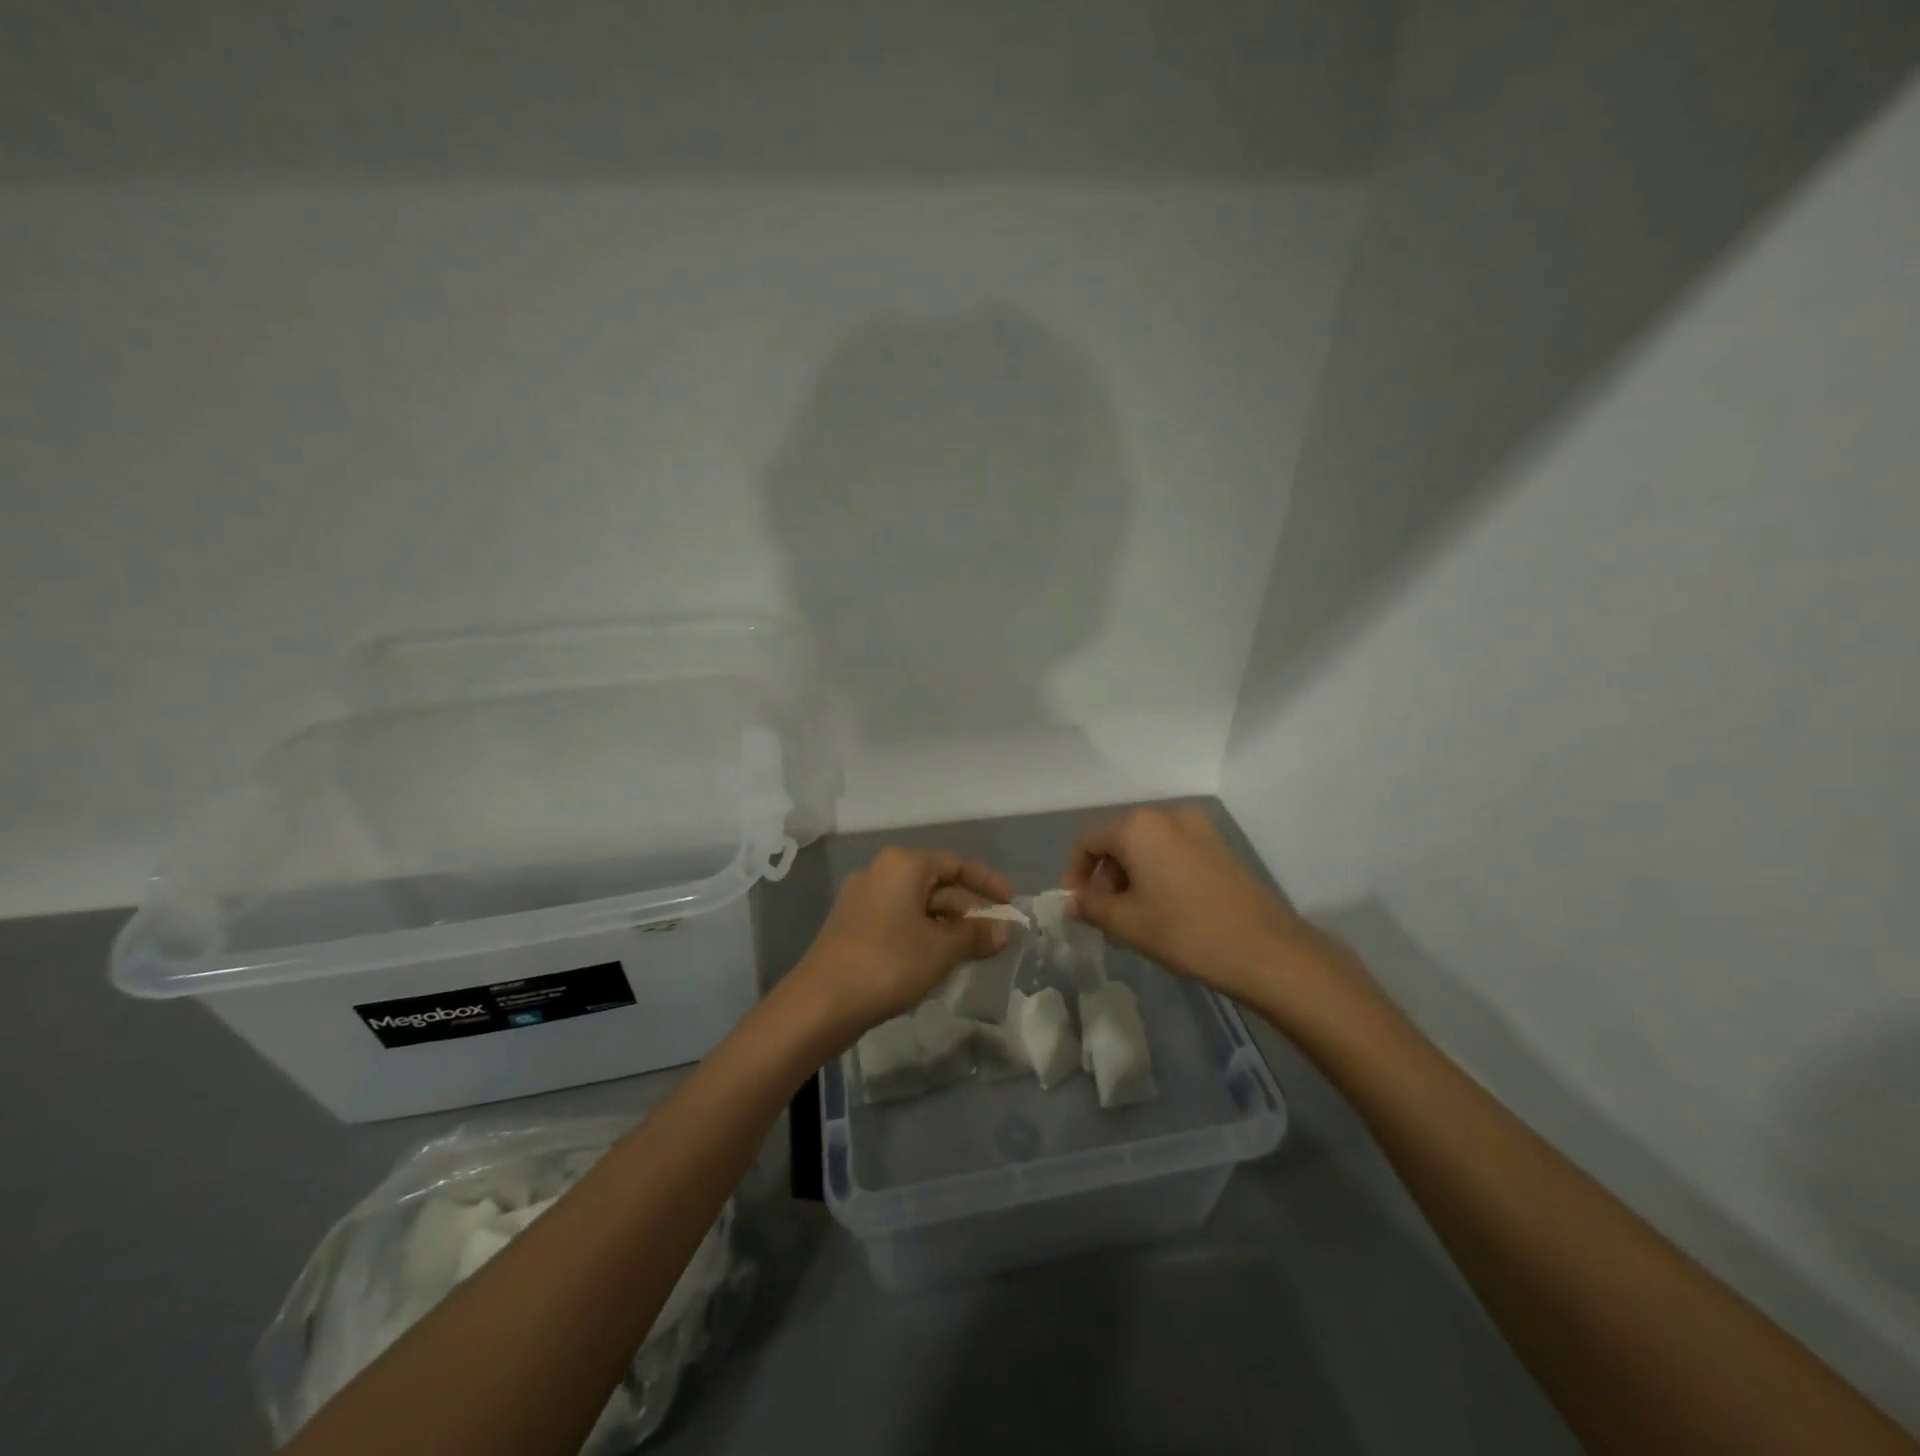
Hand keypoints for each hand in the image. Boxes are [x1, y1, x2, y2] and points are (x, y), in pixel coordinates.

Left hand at [795, 848, 1013, 1035]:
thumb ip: (975, 936)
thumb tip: (1005, 929)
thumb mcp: (941, 950)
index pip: (954, 863)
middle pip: (936, 885)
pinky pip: (899, 922)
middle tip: (997, 937)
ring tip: (974, 954)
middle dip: (968, 911)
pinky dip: (924, 936)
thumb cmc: (889, 963)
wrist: (821, 1003)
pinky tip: (939, 963)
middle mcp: (880, 874)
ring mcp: (863, 901)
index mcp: (902, 865)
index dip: (986, 882)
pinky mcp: (853, 928)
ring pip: (917, 907)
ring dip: (948, 927)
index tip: (1010, 903)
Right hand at [1063, 804, 1359, 1010]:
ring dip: (1131, 878)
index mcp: (1138, 826)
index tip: (1076, 905)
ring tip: (1134, 921)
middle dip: (1105, 878)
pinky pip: (1173, 852)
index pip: (1089, 840)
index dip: (1075, 872)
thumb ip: (1091, 907)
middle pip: (1119, 840)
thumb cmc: (1185, 932)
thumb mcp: (1127, 923)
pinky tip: (1163, 911)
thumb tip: (1071, 901)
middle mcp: (1166, 815)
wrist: (1265, 950)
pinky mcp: (1218, 845)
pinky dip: (1158, 875)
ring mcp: (1197, 828)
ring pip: (1147, 847)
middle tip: (1106, 918)